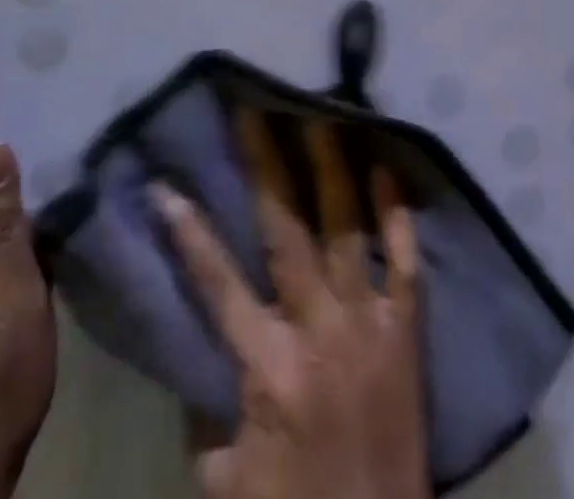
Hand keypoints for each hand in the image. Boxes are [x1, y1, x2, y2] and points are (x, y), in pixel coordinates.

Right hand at [155, 113, 429, 498]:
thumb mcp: (226, 479)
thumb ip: (207, 408)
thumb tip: (196, 348)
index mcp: (268, 368)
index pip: (218, 284)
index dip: (189, 233)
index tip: (165, 184)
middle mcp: (319, 330)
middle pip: (287, 232)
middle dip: (267, 166)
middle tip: (255, 112)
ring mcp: (369, 323)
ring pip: (347, 229)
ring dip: (332, 169)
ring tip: (322, 115)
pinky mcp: (408, 330)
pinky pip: (404, 261)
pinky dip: (396, 215)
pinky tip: (387, 169)